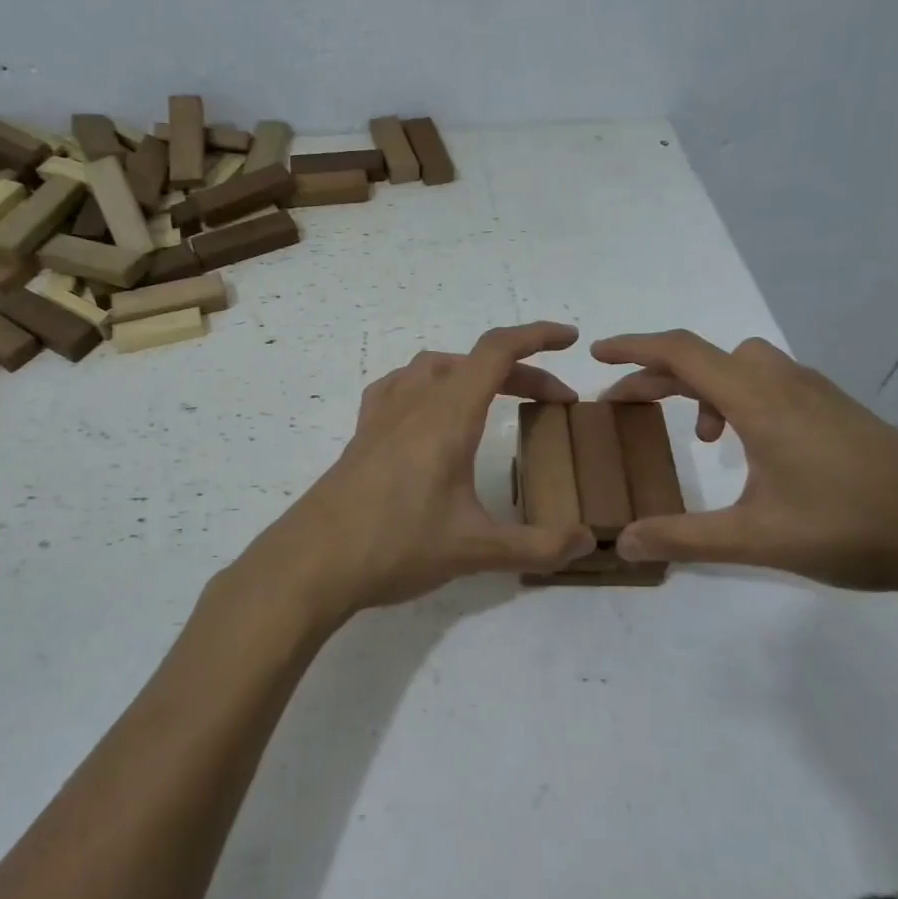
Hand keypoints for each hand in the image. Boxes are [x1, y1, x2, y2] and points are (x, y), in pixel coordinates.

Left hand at [231, 322, 596, 627]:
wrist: (312, 563)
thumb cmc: (396, 546)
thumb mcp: (475, 550)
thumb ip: (537, 546)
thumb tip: (585, 540)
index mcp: (447, 415)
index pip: (497, 351)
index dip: (537, 336)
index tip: (569, 338)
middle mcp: (414, 402)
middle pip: (473, 362)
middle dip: (521, 372)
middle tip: (553, 402)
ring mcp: (382, 415)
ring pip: (433, 367)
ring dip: (472, 373)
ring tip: (495, 400)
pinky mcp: (362, 435)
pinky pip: (399, 387)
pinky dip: (428, 385)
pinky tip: (430, 415)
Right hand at [593, 330, 897, 594]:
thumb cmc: (850, 527)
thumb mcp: (756, 539)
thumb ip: (684, 538)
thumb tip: (623, 544)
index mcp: (758, 401)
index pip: (681, 352)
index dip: (633, 348)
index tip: (596, 354)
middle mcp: (783, 382)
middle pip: (705, 356)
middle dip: (657, 375)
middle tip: (623, 405)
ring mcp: (815, 393)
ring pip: (740, 365)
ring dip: (702, 386)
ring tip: (696, 436)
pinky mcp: (835, 409)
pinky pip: (769, 382)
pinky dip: (738, 398)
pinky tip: (748, 447)